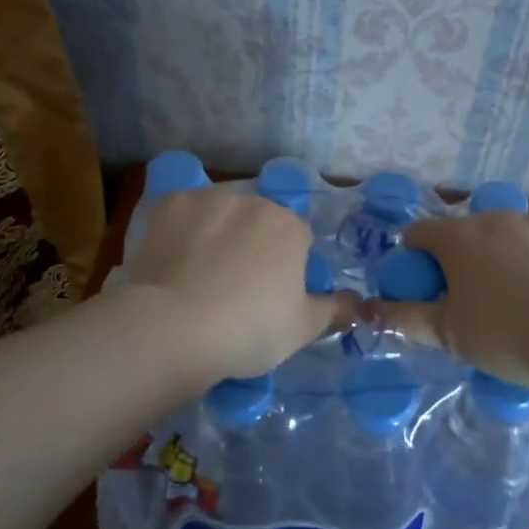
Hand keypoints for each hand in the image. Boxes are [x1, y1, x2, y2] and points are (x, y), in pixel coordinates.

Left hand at [120, 187, 356, 381]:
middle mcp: (252, 202)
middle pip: (258, 222)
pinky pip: (184, 215)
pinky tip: (173, 262)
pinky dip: (182, 232)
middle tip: (234, 289)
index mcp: (289, 227)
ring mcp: (208, 199)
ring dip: (217, 235)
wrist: (174, 327)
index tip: (270, 297)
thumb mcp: (303, 329)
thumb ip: (334, 310)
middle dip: (252, 246)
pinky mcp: (170, 204)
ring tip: (198, 277)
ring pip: (221, 214)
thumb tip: (357, 303)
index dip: (287, 268)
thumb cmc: (249, 330)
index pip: (298, 240)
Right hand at [373, 210, 528, 383]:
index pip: (420, 233)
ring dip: (505, 255)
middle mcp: (495, 218)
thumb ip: (406, 318)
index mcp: (458, 238)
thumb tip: (372, 309)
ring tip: (521, 298)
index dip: (416, 256)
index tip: (426, 284)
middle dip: (465, 258)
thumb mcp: (447, 335)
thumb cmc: (503, 335)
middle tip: (474, 298)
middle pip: (468, 233)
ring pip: (510, 235)